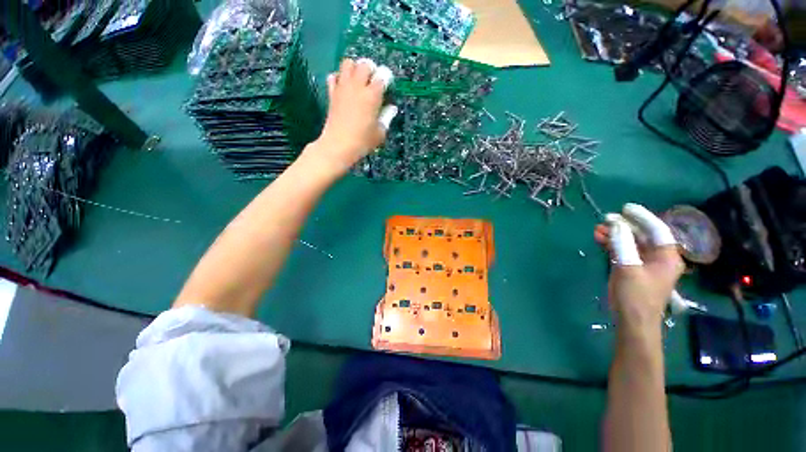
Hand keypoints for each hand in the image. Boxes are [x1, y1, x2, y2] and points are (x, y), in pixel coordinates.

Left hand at [308, 58, 396, 174]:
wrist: (338, 145)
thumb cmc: (362, 141)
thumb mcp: (380, 133)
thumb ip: (387, 117)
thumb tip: (391, 108)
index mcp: (372, 95)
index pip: (383, 74)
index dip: (387, 78)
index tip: (388, 87)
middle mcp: (357, 86)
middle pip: (365, 63)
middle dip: (372, 69)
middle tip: (374, 82)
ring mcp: (343, 88)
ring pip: (348, 63)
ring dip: (355, 68)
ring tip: (359, 81)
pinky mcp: (332, 93)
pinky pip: (334, 75)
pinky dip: (340, 77)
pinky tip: (344, 88)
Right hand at [594, 204, 683, 329]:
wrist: (633, 322)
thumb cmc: (635, 296)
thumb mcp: (628, 267)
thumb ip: (622, 243)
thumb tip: (615, 223)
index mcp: (667, 257)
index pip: (657, 230)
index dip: (642, 217)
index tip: (625, 207)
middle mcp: (660, 258)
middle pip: (643, 235)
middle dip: (625, 226)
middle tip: (605, 218)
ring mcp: (646, 265)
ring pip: (632, 243)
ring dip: (616, 235)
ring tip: (598, 229)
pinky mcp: (634, 270)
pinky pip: (625, 252)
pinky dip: (614, 245)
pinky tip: (601, 240)